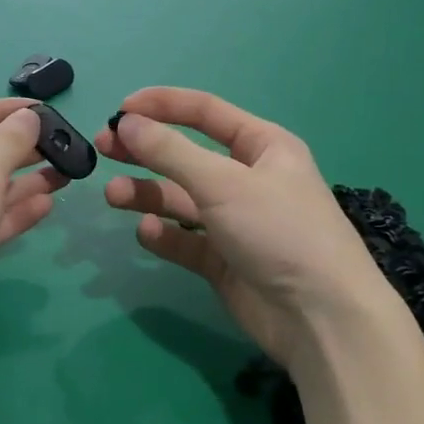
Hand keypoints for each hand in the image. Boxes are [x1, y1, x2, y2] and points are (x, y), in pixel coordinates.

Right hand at [96, 87, 401, 369]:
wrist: (320, 317)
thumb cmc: (279, 231)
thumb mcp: (223, 183)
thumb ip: (170, 152)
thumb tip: (127, 123)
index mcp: (262, 147)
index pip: (206, 113)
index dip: (163, 106)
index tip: (120, 110)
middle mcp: (248, 180)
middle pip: (186, 156)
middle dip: (145, 151)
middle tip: (104, 149)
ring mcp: (234, 222)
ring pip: (180, 200)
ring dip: (146, 194)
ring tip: (113, 196)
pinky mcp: (223, 261)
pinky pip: (184, 240)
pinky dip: (163, 235)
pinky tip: (147, 233)